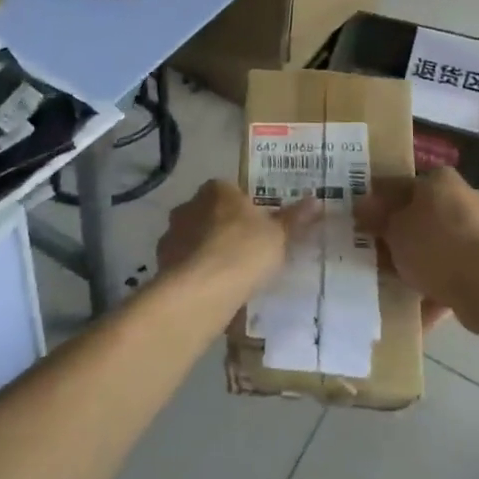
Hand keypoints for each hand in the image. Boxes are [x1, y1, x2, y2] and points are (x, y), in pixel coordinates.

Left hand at [156, 180, 315, 295]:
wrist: (202, 289)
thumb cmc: (244, 251)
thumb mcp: (278, 235)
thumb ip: (295, 218)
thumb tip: (317, 200)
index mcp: (217, 190)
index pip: (229, 190)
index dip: (243, 207)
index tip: (257, 227)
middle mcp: (189, 204)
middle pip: (209, 212)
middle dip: (222, 227)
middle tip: (244, 250)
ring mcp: (172, 232)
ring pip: (193, 237)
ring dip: (205, 249)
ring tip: (227, 274)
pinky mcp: (162, 261)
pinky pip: (183, 262)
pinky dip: (194, 271)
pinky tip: (209, 289)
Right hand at [357, 168, 478, 330]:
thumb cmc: (437, 246)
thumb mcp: (394, 229)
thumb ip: (377, 217)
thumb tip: (362, 205)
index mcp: (440, 180)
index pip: (400, 184)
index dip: (378, 203)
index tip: (361, 224)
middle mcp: (464, 199)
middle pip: (420, 217)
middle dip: (398, 237)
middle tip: (372, 256)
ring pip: (437, 247)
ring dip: (416, 265)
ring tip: (391, 287)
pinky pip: (454, 274)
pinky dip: (436, 288)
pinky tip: (415, 309)